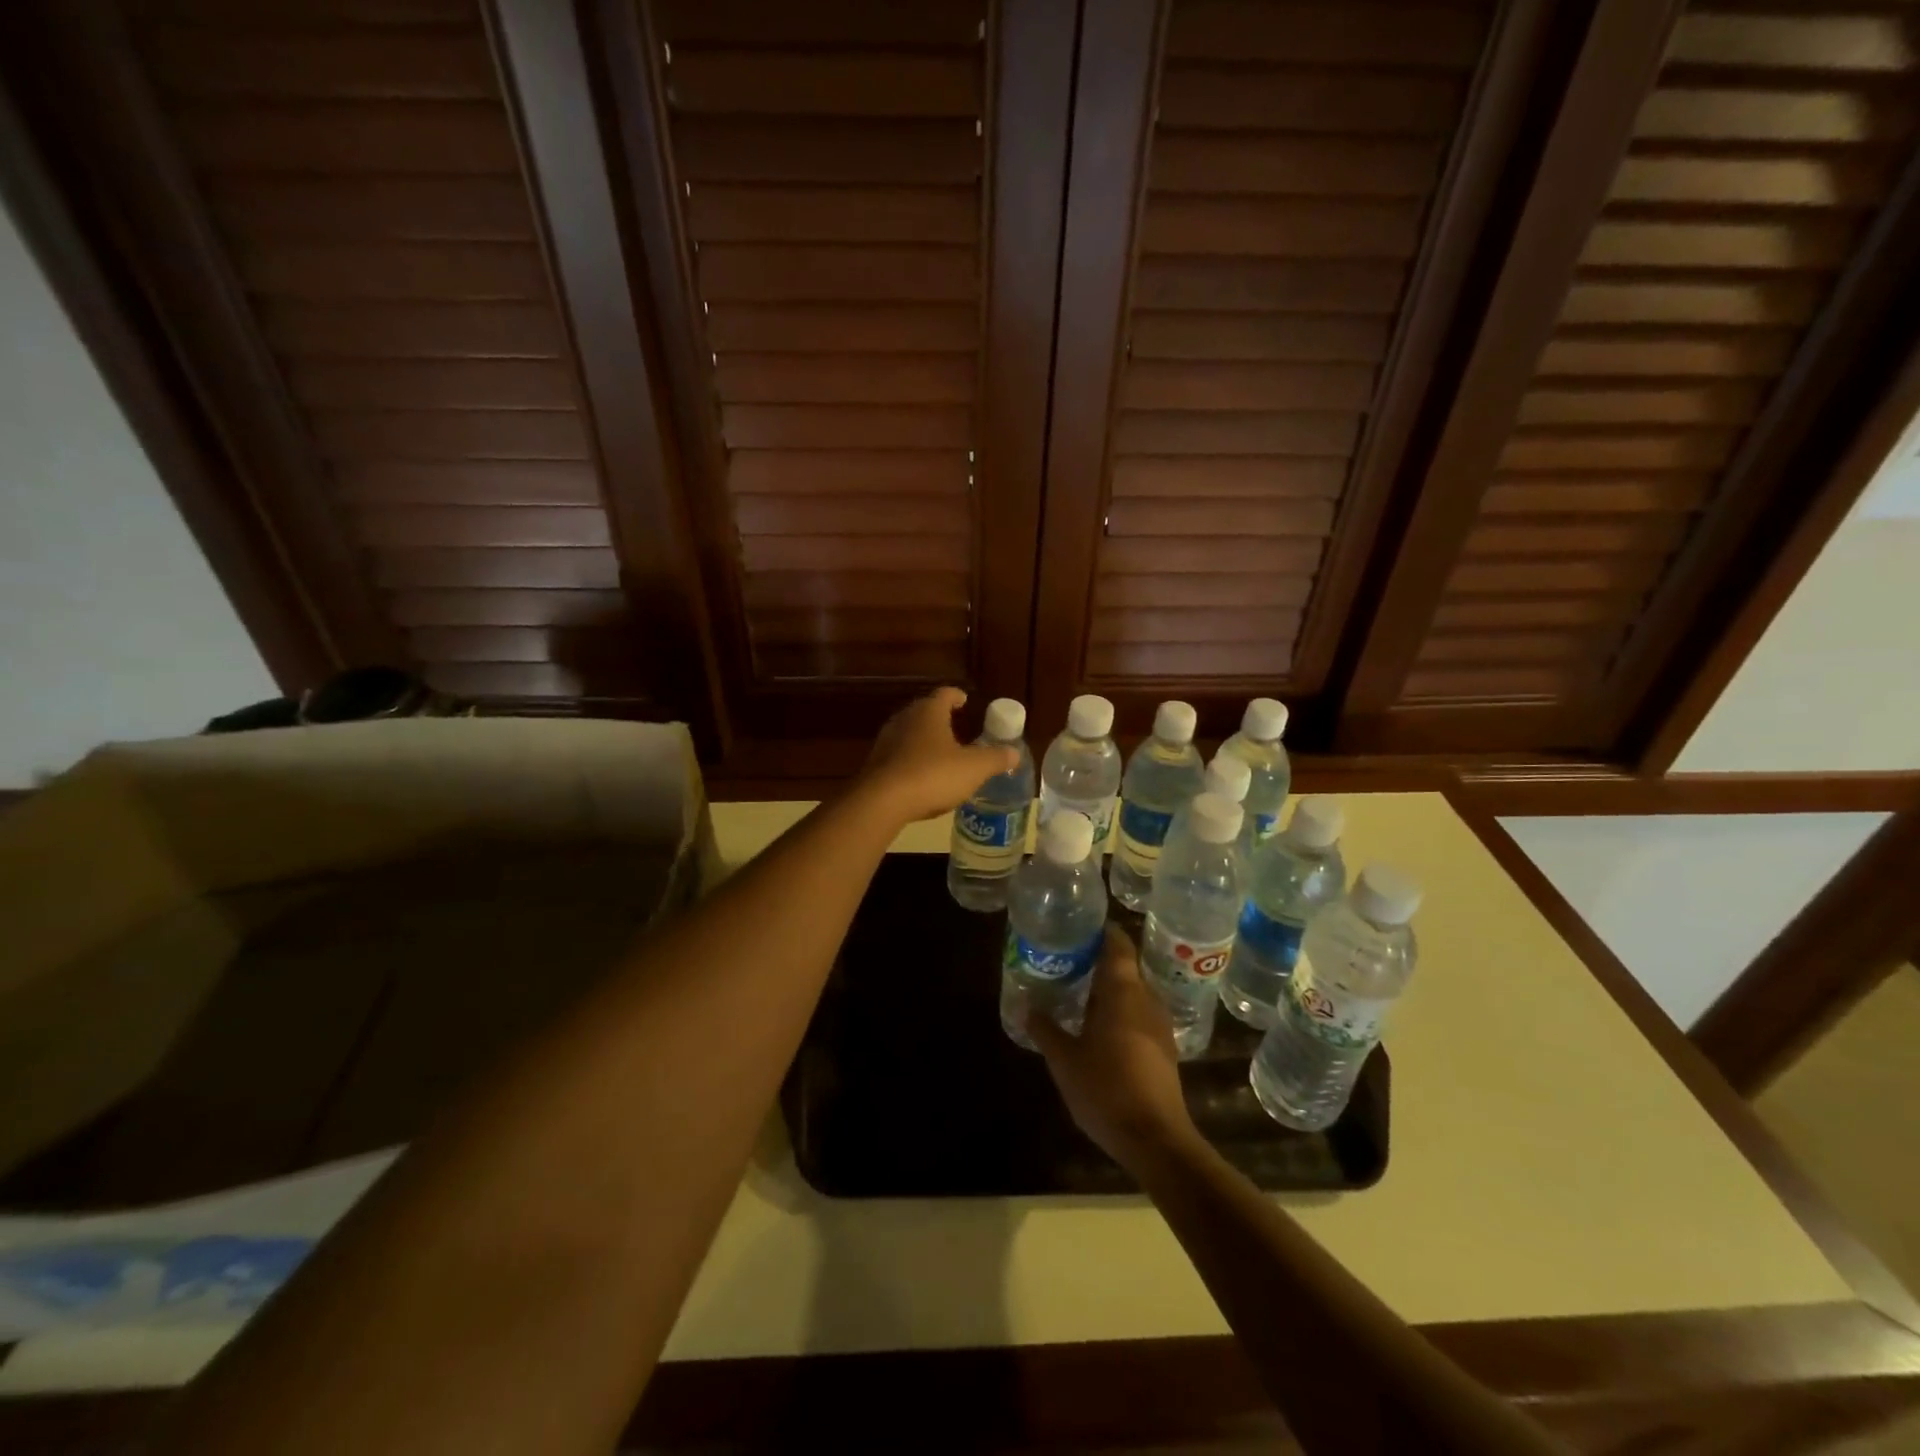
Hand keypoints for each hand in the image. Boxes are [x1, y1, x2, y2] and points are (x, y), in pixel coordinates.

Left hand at [855, 686, 1018, 825]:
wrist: (882, 801)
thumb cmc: (933, 775)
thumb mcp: (974, 768)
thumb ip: (995, 758)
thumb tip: (1014, 752)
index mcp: (929, 712)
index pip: (944, 694)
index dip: (956, 696)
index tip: (964, 700)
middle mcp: (905, 720)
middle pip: (924, 712)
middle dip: (939, 718)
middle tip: (955, 726)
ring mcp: (886, 741)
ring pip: (909, 734)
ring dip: (924, 740)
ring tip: (940, 753)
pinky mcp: (876, 764)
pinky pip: (898, 756)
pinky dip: (912, 761)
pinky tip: (921, 777)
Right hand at [1027, 926, 1200, 1172]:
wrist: (1156, 1139)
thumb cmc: (1106, 1089)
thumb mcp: (1065, 1060)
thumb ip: (1045, 1029)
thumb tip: (1027, 1006)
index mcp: (1123, 991)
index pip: (1117, 943)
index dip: (1100, 931)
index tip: (1077, 926)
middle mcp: (1146, 998)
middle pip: (1124, 966)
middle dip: (1097, 960)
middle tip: (1066, 960)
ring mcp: (1159, 1024)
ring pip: (1132, 991)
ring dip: (1108, 988)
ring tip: (1076, 990)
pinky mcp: (1163, 1047)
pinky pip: (1139, 1013)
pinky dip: (1119, 1010)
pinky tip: (1097, 1026)